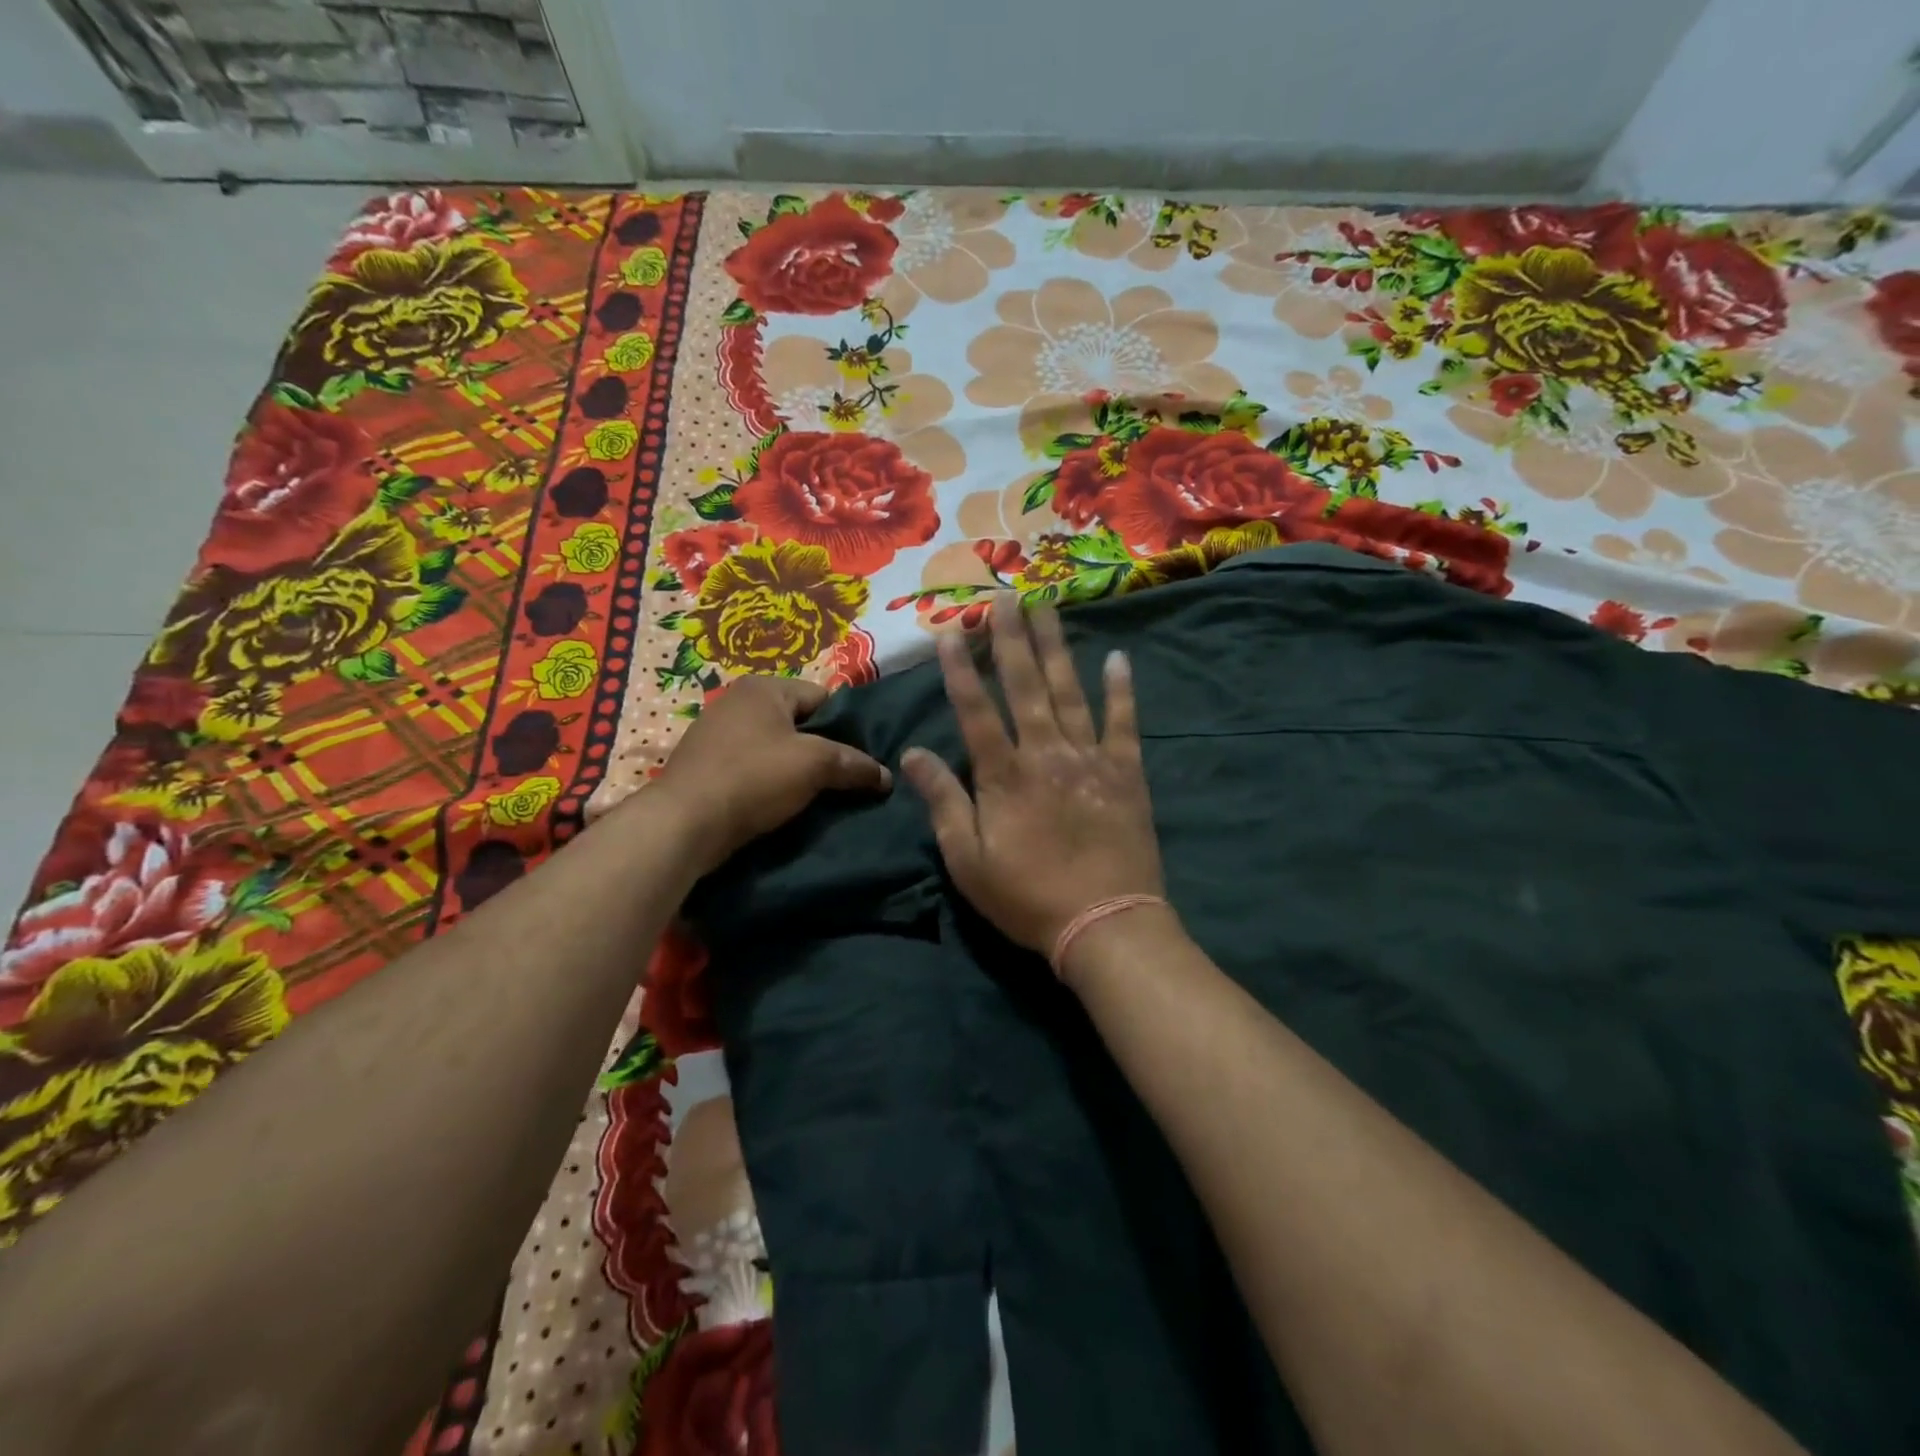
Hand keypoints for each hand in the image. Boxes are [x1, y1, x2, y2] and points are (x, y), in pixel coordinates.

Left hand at [653, 676, 890, 872]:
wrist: (684, 823)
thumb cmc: (754, 778)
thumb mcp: (815, 765)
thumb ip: (855, 764)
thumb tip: (886, 776)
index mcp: (764, 687)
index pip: (823, 697)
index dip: (847, 727)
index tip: (861, 757)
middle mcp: (737, 702)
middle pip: (798, 723)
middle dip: (822, 749)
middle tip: (844, 778)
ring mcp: (716, 734)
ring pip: (775, 748)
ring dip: (796, 769)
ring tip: (818, 795)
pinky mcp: (705, 766)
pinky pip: (752, 767)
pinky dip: (769, 782)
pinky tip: (782, 805)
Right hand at [901, 594, 1164, 960]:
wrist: (1105, 924)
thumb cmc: (1027, 897)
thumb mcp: (968, 860)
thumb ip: (943, 801)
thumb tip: (913, 753)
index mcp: (1003, 775)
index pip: (975, 710)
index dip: (959, 669)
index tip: (950, 630)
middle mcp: (1045, 753)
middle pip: (1025, 685)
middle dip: (1011, 639)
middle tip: (1006, 596)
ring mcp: (1090, 758)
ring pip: (1070, 691)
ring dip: (1057, 647)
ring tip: (1049, 606)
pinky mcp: (1126, 773)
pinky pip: (1124, 722)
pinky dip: (1122, 689)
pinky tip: (1118, 658)